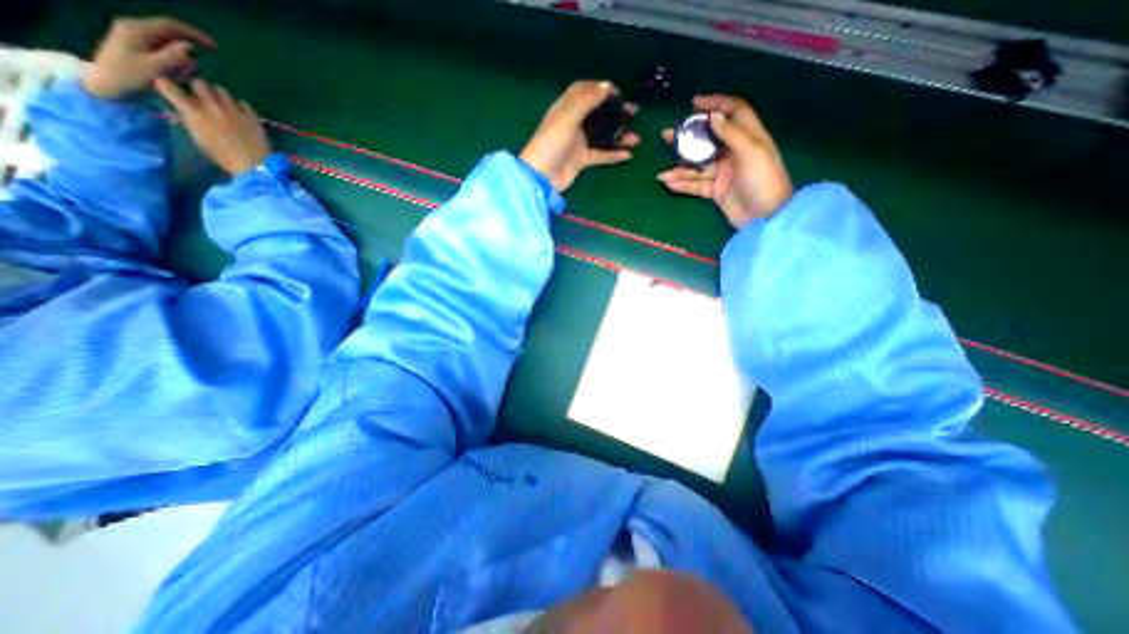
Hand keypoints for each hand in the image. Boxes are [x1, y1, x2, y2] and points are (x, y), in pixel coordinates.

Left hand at [82, 14, 214, 97]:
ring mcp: (134, 35)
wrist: (105, 82)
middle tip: (199, 67)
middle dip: (188, 49)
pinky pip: (162, 49)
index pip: (171, 25)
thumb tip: (191, 47)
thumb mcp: (156, 68)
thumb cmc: (130, 76)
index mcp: (138, 29)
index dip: (195, 34)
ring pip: (168, 43)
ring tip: (180, 75)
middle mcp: (135, 27)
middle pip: (170, 34)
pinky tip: (173, 74)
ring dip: (180, 58)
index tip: (214, 47)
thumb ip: (173, 56)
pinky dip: (173, 60)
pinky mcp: (136, 44)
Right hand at [153, 80, 269, 178]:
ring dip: (220, 96)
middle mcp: (212, 107)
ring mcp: (234, 110)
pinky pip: (243, 103)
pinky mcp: (252, 116)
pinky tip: (241, 114)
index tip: (170, 88)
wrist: (255, 165)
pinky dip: (240, 106)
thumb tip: (185, 110)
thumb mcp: (199, 139)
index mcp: (194, 113)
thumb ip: (191, 121)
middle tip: (203, 98)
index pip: (168, 86)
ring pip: (222, 90)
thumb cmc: (224, 157)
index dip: (166, 85)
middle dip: (199, 88)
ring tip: (224, 105)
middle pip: (199, 83)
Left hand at [519, 79, 638, 192]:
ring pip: (602, 135)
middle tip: (633, 112)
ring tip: (636, 137)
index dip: (600, 89)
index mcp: (566, 108)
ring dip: (619, 135)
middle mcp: (573, 123)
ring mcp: (578, 143)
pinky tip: (628, 154)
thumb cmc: (551, 143)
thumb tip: (607, 86)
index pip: (584, 91)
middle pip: (597, 113)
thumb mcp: (568, 117)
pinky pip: (601, 155)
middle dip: (615, 111)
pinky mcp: (582, 160)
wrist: (542, 176)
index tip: (618, 92)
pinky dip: (614, 154)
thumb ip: (587, 101)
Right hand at [657, 95, 787, 228]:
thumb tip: (713, 116)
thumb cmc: (764, 179)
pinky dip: (683, 185)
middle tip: (667, 135)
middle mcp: (734, 152)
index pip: (733, 112)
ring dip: (680, 169)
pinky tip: (670, 184)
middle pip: (708, 140)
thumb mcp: (752, 151)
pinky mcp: (716, 191)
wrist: (766, 217)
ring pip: (697, 167)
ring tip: (662, 173)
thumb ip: (732, 133)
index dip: (716, 104)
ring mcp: (723, 173)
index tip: (694, 103)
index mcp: (749, 137)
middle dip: (688, 138)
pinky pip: (696, 185)